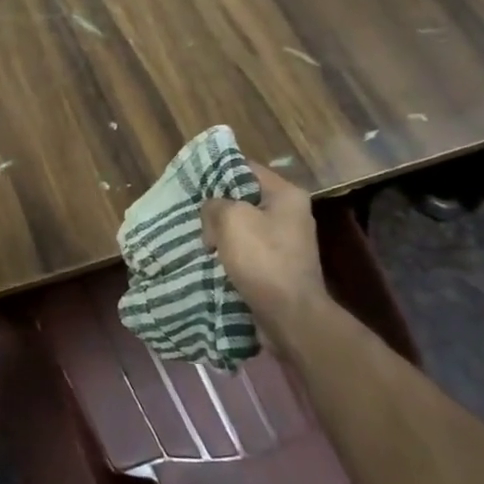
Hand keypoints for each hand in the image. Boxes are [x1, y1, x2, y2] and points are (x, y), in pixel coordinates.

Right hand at [200, 160, 325, 314]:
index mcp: (286, 195)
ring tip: (200, 239)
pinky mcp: (279, 266)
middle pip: (245, 198)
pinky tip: (213, 259)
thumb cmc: (262, 259)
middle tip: (193, 214)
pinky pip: (249, 250)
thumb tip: (212, 211)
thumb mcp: (230, 219)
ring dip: (222, 233)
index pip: (247, 168)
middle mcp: (291, 214)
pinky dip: (231, 254)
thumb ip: (214, 205)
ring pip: (244, 227)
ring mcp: (287, 242)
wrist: (290, 316)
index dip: (218, 171)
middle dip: (218, 207)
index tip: (193, 181)